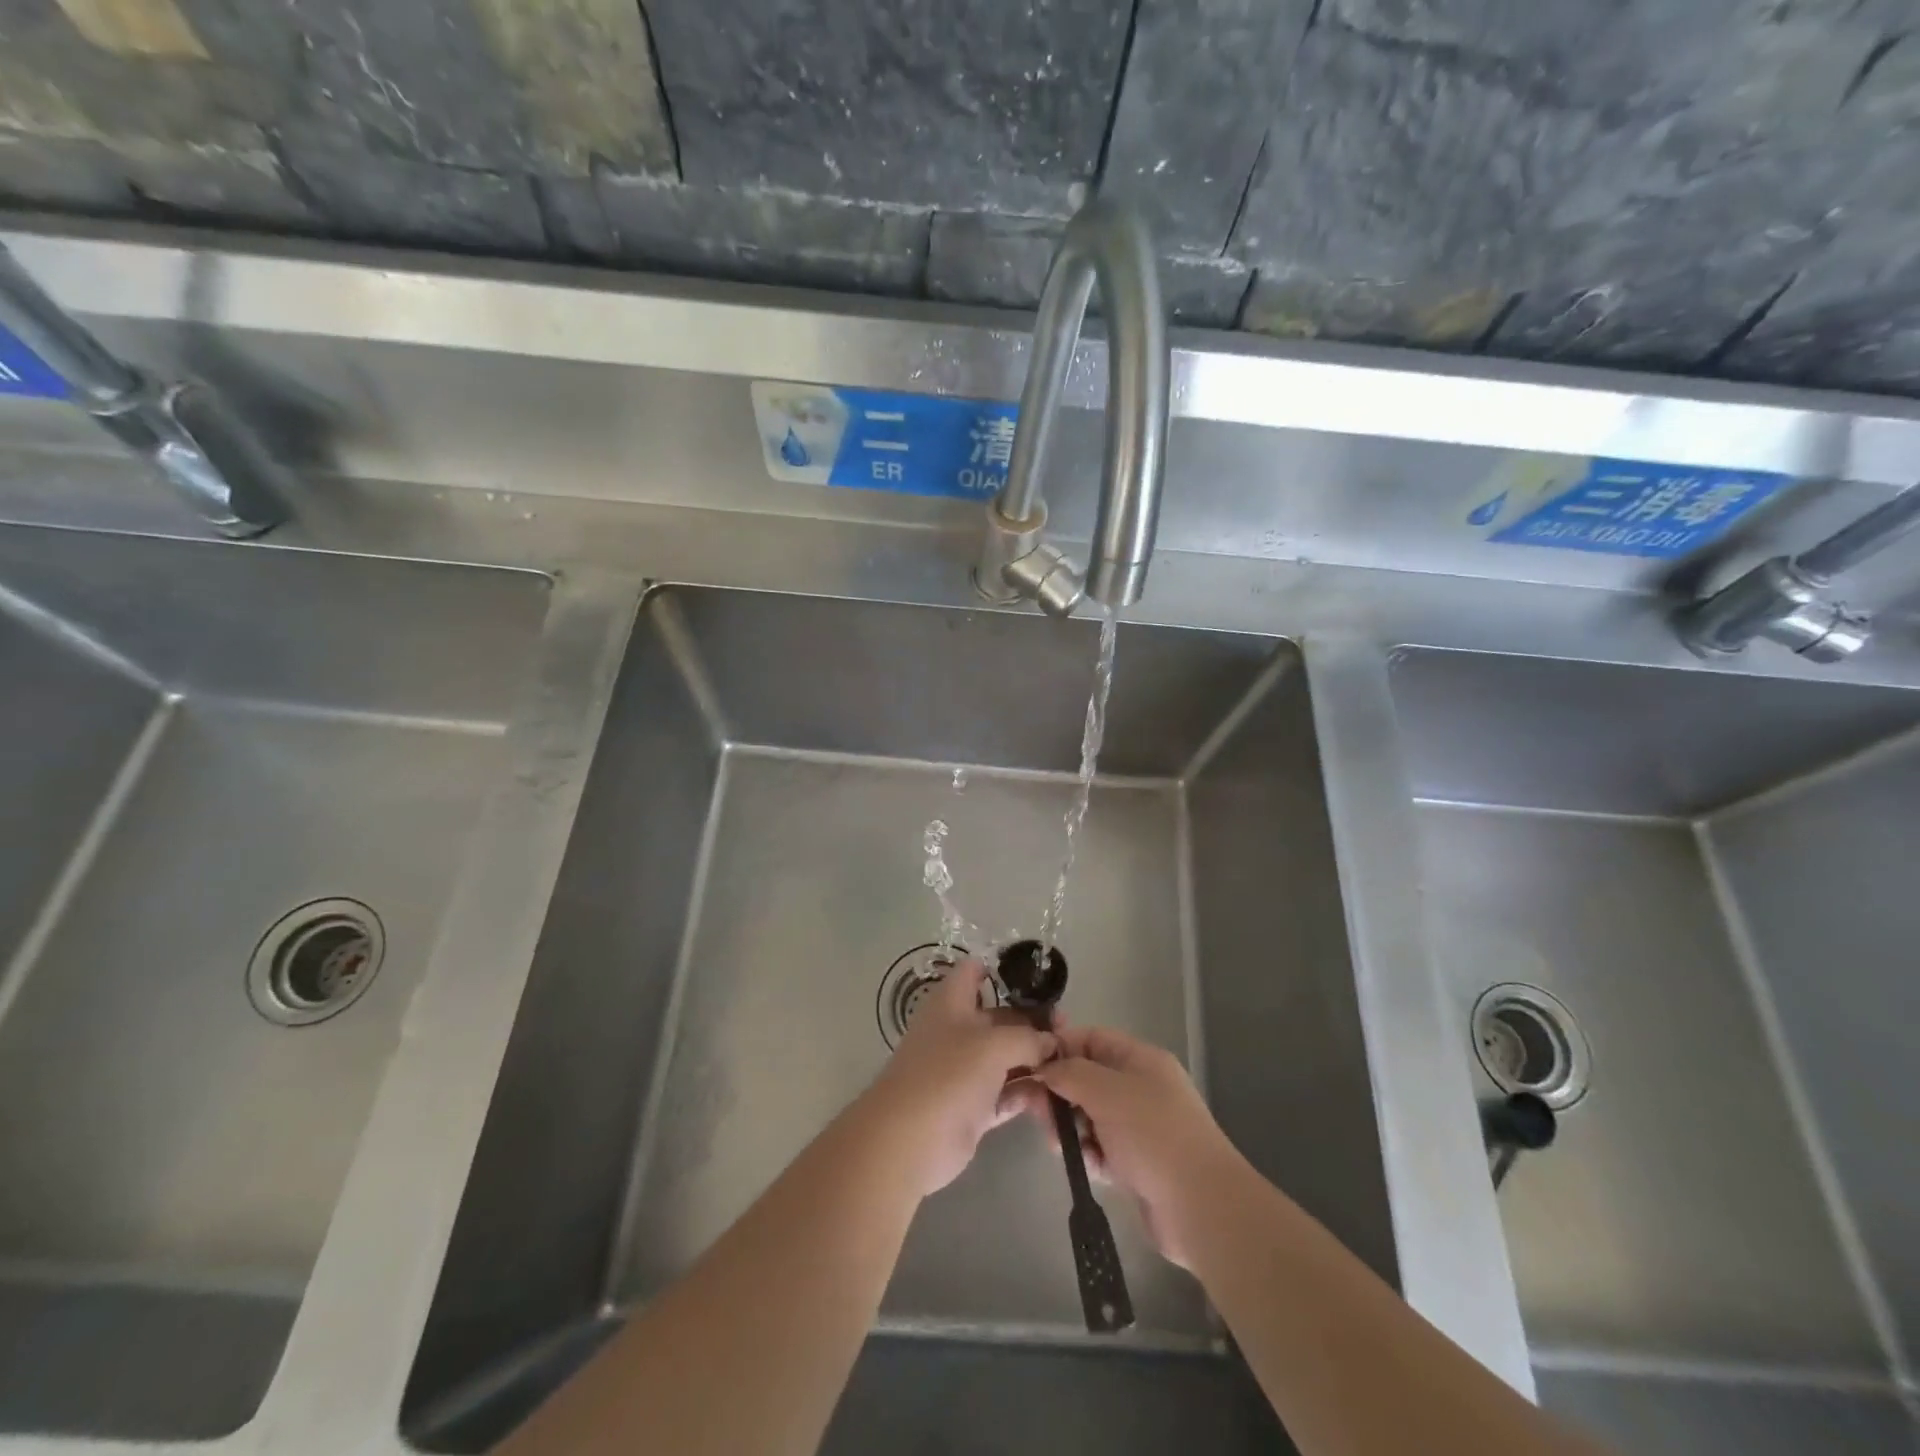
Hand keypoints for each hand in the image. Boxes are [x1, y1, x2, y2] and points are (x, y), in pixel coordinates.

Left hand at [865, 961, 1055, 1195]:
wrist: (909, 1140)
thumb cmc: (947, 1074)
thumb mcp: (993, 1045)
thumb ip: (1028, 1038)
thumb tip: (1050, 1041)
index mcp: (952, 1002)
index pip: (975, 971)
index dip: (1003, 969)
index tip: (1039, 980)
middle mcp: (959, 1031)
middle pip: (1001, 1016)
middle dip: (1033, 1021)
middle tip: (1069, 1030)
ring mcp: (965, 1070)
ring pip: (1007, 1057)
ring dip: (1035, 1060)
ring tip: (1071, 1063)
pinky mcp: (974, 1106)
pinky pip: (1007, 1093)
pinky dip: (1027, 1093)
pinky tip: (1055, 1094)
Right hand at [1029, 1024, 1244, 1268]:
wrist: (1202, 1207)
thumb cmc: (1153, 1135)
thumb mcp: (1106, 1091)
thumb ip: (1069, 1073)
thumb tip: (1045, 1068)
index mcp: (1140, 1060)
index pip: (1091, 1039)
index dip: (1060, 1048)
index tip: (1030, 1067)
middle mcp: (1141, 1088)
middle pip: (1087, 1079)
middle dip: (1060, 1094)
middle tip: (1038, 1113)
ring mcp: (1141, 1127)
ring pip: (1091, 1116)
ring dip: (1071, 1128)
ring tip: (1060, 1145)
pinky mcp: (1139, 1164)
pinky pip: (1102, 1149)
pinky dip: (1091, 1156)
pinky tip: (1091, 1167)